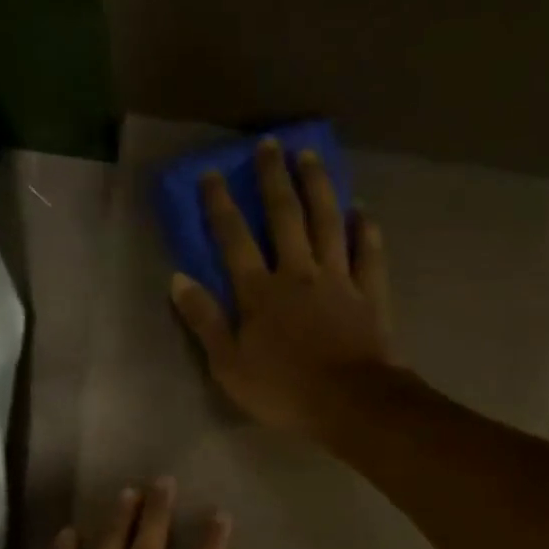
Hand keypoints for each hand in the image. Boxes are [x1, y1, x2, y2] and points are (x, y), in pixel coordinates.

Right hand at [171, 138, 401, 436]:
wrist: (350, 403)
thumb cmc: (284, 391)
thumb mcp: (229, 367)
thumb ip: (205, 322)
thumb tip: (178, 280)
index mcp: (260, 292)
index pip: (234, 238)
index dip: (221, 204)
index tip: (212, 172)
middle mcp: (298, 273)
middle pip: (285, 216)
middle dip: (274, 178)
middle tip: (269, 145)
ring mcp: (338, 280)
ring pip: (328, 222)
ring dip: (318, 187)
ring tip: (310, 156)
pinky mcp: (369, 294)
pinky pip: (368, 253)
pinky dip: (365, 230)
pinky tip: (362, 210)